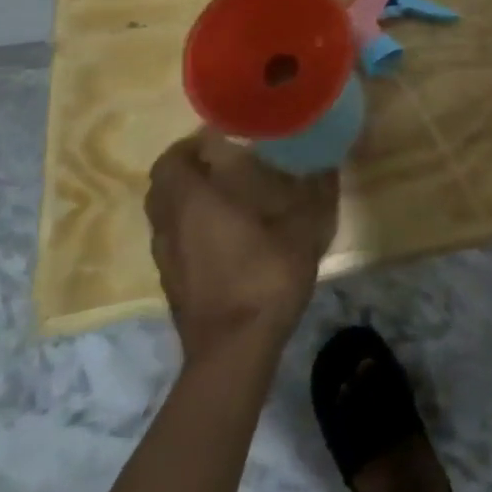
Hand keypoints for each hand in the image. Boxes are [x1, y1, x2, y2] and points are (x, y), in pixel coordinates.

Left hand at [145, 131, 339, 362]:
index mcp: (193, 202)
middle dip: (186, 170)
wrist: (235, 353)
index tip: (221, 138)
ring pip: (165, 217)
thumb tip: (328, 160)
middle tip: (222, 162)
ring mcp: (166, 260)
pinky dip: (188, 230)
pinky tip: (223, 236)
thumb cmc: (264, 277)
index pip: (171, 160)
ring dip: (184, 201)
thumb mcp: (303, 227)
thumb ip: (315, 189)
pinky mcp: (172, 286)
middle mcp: (170, 226)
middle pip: (162, 187)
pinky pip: (173, 242)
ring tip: (223, 196)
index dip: (189, 145)